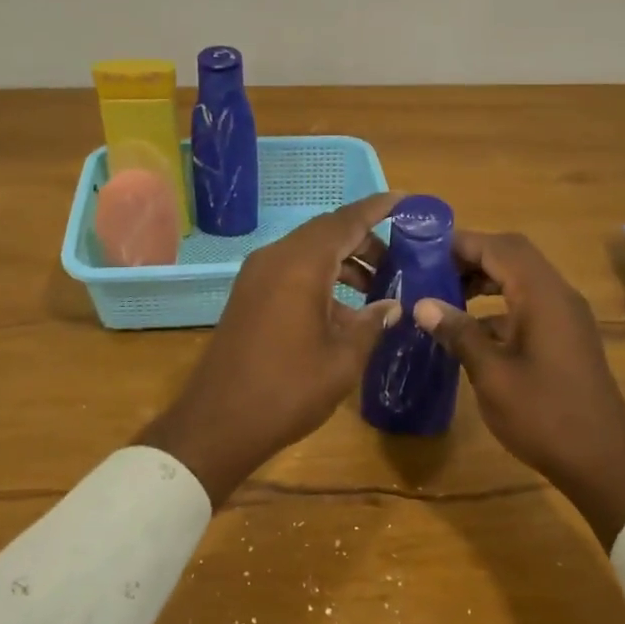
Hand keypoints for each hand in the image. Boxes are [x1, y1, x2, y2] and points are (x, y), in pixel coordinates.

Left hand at [137, 194, 402, 504]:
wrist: (218, 422)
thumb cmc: (288, 389)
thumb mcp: (343, 359)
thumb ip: (372, 323)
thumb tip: (392, 305)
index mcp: (301, 264)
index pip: (346, 221)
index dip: (377, 208)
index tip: (405, 200)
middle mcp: (275, 258)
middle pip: (326, 232)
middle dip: (363, 240)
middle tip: (398, 260)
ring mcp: (257, 276)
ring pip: (307, 251)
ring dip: (342, 261)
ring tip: (376, 287)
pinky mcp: (248, 295)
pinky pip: (291, 270)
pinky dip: (320, 277)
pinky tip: (342, 309)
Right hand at [413, 231, 624, 545]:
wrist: (603, 460)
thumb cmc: (544, 415)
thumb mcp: (492, 374)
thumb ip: (459, 333)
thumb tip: (422, 304)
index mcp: (541, 295)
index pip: (498, 247)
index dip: (460, 243)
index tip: (423, 250)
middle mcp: (558, 294)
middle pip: (512, 255)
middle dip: (471, 257)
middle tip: (431, 271)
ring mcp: (565, 315)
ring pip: (521, 278)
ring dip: (485, 279)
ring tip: (444, 295)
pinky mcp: (566, 336)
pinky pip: (529, 303)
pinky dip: (499, 304)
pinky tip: (471, 329)